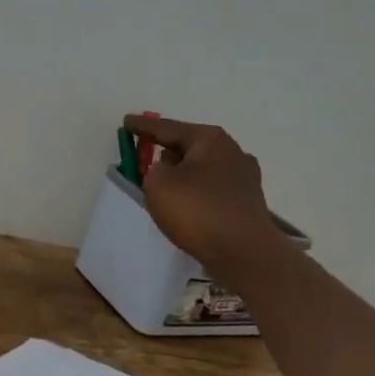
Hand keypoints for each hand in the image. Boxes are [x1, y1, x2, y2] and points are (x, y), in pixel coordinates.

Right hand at [122, 114, 284, 280]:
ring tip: (165, 189)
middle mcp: (232, 151)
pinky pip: (213, 190)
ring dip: (184, 175)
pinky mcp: (248, 203)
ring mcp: (245, 177)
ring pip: (203, 169)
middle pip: (190, 146)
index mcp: (210, 139)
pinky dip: (198, 194)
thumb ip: (154, 170)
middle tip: (146, 160)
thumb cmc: (198, 212)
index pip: (168, 127)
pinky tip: (189, 208)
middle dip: (168, 152)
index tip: (126, 122)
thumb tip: (170, 171)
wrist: (245, 254)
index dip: (144, 126)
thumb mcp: (158, 185)